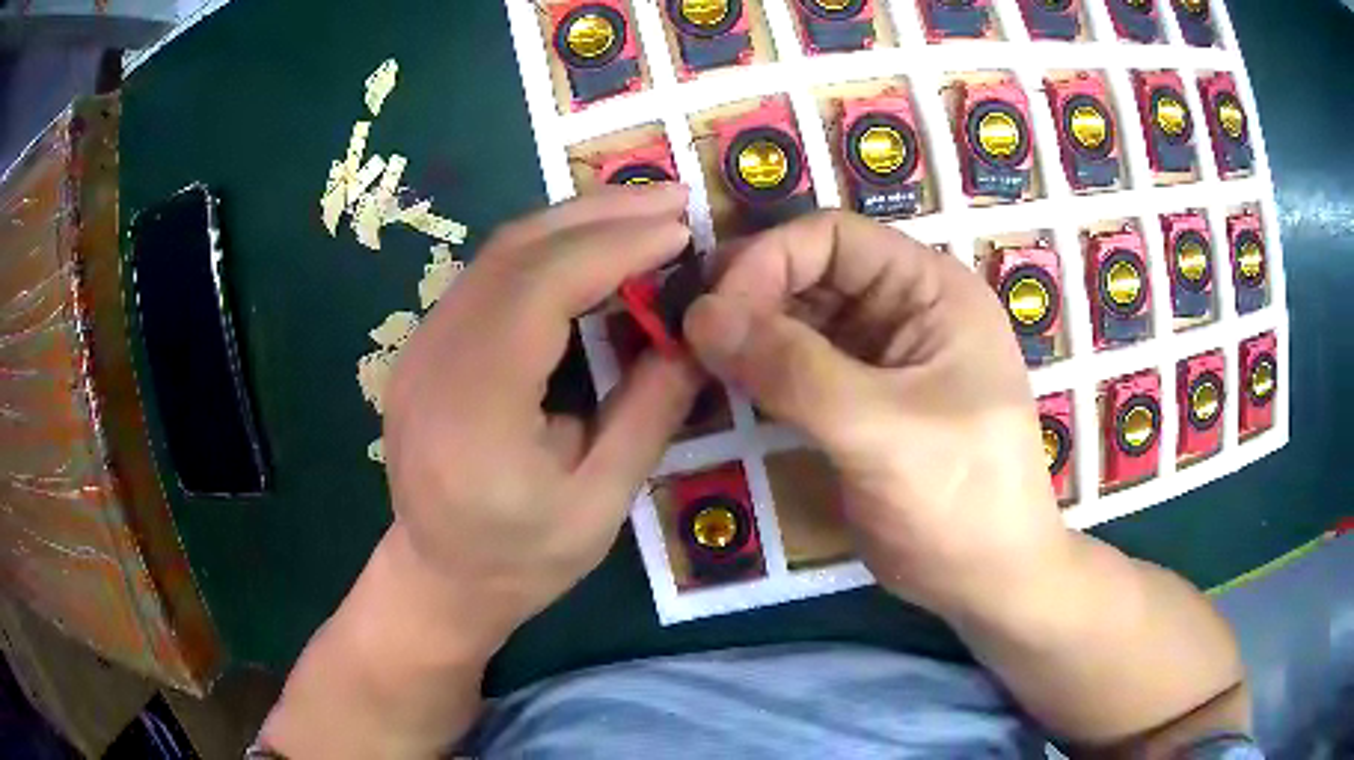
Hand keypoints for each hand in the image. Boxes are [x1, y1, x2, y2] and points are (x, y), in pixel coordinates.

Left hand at [383, 184, 701, 647]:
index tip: (681, 231)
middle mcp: (432, 360)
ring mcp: (419, 348)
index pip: (540, 289)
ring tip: (643, 213)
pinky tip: (591, 250)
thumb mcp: (601, 505)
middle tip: (673, 200)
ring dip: (574, 222)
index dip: (614, 247)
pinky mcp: (424, 347)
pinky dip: (546, 250)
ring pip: (497, 254)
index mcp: (473, 409)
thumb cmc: (521, 560)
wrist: (439, 580)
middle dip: (599, 214)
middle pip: (513, 252)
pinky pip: (487, 276)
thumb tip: (694, 335)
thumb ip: (648, 414)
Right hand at [683, 211, 1070, 617]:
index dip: (767, 261)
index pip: (833, 238)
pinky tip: (725, 384)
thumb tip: (698, 315)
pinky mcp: (859, 403)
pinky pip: (798, 368)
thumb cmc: (960, 497)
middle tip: (689, 336)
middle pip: (811, 273)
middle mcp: (904, 309)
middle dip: (750, 297)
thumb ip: (793, 370)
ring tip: (695, 359)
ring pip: (799, 320)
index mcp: (929, 289)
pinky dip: (759, 370)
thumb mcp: (882, 429)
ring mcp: (881, 358)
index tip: (713, 313)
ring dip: (749, 334)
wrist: (987, 580)